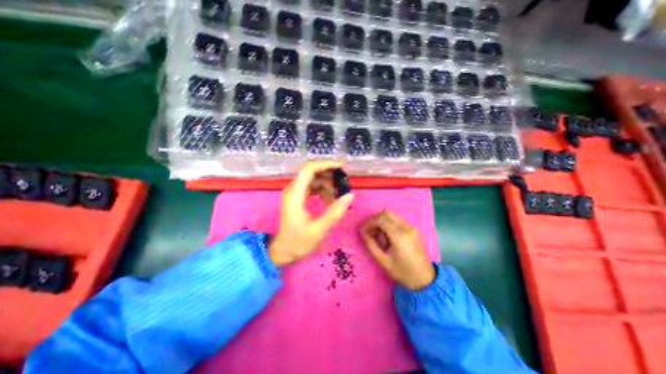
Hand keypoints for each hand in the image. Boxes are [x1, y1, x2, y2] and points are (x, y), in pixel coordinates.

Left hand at [268, 161, 356, 265]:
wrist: (282, 251)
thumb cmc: (298, 242)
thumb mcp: (319, 230)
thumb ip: (335, 212)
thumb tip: (350, 195)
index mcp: (295, 194)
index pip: (309, 169)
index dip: (325, 164)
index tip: (342, 167)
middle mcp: (293, 189)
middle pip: (311, 172)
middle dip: (329, 174)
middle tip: (344, 182)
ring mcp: (294, 193)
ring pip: (313, 179)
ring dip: (327, 184)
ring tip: (339, 195)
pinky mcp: (297, 198)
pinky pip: (312, 187)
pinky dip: (323, 190)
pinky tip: (331, 200)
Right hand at [359, 209, 437, 290]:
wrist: (426, 279)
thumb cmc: (403, 272)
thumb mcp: (383, 261)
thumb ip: (371, 244)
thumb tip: (363, 232)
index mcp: (399, 236)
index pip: (381, 219)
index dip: (369, 222)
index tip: (362, 230)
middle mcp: (407, 227)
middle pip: (386, 213)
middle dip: (375, 219)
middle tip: (369, 230)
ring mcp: (412, 227)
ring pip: (392, 215)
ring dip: (382, 221)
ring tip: (377, 234)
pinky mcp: (414, 229)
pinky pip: (398, 220)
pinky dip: (389, 223)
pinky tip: (387, 235)